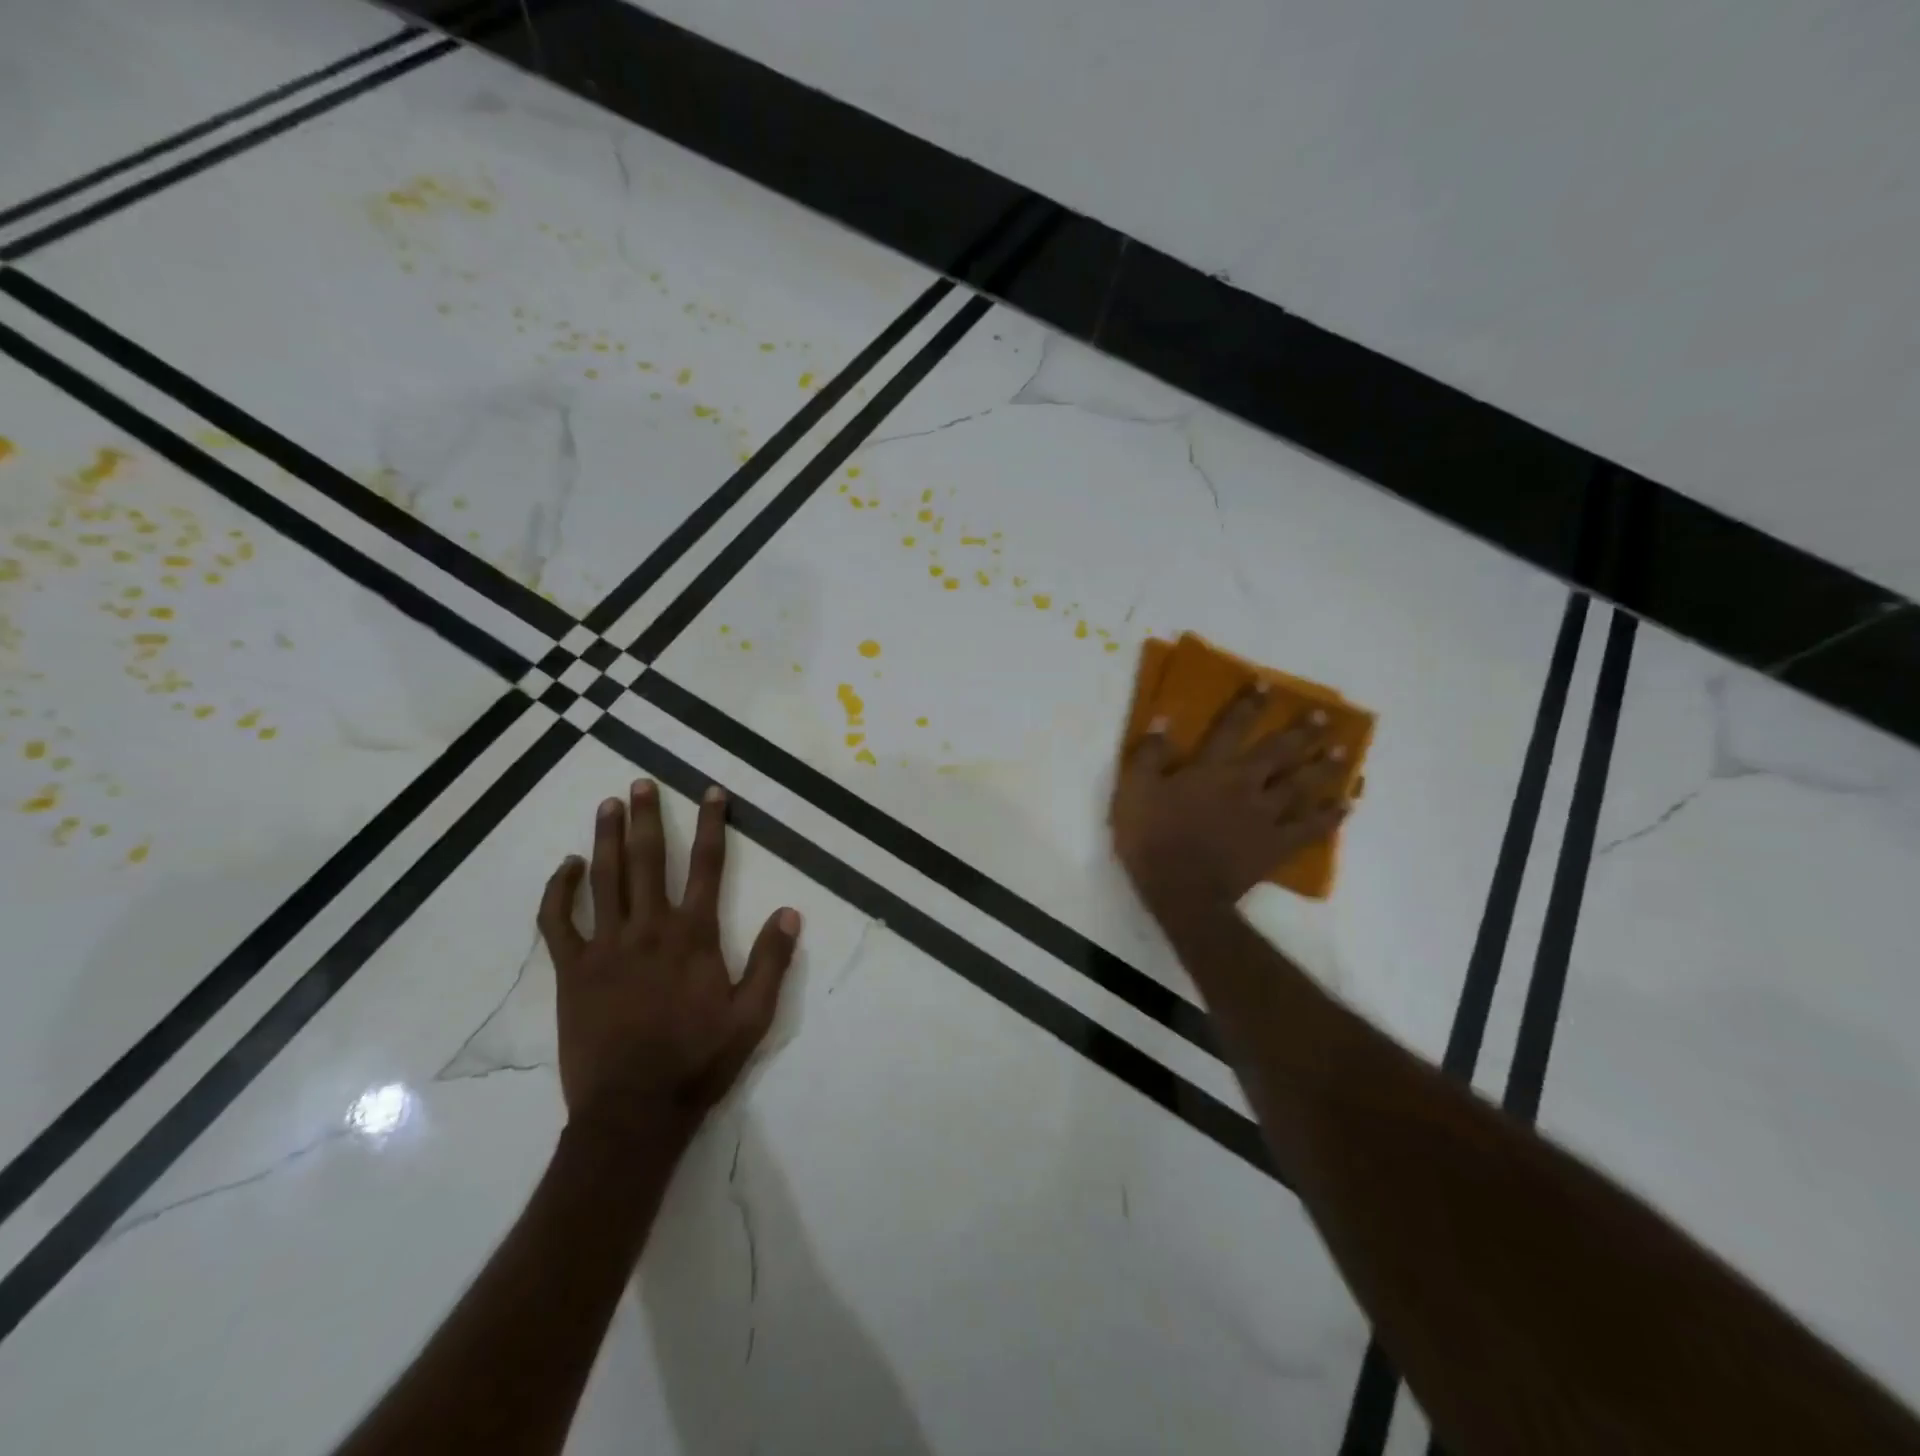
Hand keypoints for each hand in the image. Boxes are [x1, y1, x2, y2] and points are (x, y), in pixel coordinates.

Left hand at [537, 780, 800, 1148]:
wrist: (633, 1111)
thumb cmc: (698, 1061)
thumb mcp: (753, 1016)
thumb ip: (772, 961)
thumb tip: (790, 911)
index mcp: (693, 935)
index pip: (707, 865)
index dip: (712, 824)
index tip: (711, 792)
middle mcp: (649, 928)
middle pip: (647, 859)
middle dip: (646, 817)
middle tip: (641, 784)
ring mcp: (605, 947)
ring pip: (604, 878)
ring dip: (605, 837)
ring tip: (608, 804)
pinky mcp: (572, 970)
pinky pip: (559, 921)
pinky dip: (560, 890)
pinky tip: (566, 867)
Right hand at [1111, 686, 1351, 917]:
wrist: (1181, 889)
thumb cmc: (1152, 837)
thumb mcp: (1135, 790)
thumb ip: (1150, 753)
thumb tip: (1163, 718)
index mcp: (1212, 769)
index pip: (1233, 727)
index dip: (1250, 705)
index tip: (1267, 685)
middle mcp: (1246, 784)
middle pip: (1278, 753)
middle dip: (1300, 732)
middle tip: (1323, 716)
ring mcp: (1266, 816)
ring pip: (1301, 786)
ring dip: (1323, 768)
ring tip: (1343, 752)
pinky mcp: (1276, 846)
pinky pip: (1310, 829)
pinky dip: (1330, 817)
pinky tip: (1347, 807)